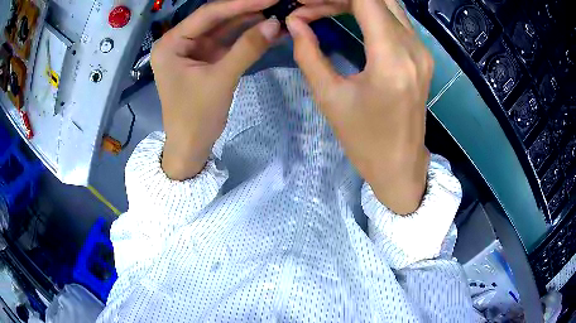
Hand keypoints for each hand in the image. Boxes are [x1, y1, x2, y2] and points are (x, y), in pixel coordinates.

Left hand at [152, 0, 280, 179]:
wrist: (191, 147)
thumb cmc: (196, 117)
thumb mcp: (221, 79)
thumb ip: (247, 48)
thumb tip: (275, 24)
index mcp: (171, 43)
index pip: (208, 14)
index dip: (240, 3)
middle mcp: (180, 42)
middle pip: (216, 19)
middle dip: (246, 10)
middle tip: (276, 3)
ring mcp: (193, 50)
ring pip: (224, 29)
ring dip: (249, 22)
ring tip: (277, 13)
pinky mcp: (205, 59)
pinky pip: (227, 43)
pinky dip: (246, 37)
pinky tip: (267, 29)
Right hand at [286, 0, 432, 213]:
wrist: (401, 165)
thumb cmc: (364, 140)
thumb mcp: (329, 97)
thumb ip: (309, 53)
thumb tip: (295, 22)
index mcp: (391, 60)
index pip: (366, 0)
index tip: (306, 2)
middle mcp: (414, 48)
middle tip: (309, 7)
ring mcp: (423, 51)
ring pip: (388, 5)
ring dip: (354, 1)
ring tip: (323, 8)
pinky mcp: (423, 56)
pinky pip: (396, 19)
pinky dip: (370, 11)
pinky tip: (347, 15)